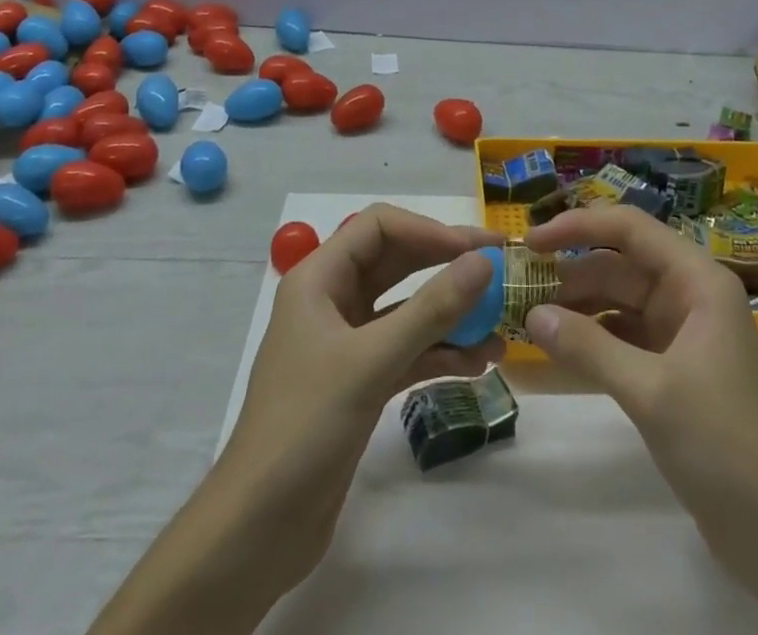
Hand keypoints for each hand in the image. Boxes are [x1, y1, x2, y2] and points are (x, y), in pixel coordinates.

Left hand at [218, 205, 505, 582]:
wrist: (257, 531)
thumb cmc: (305, 427)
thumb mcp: (371, 362)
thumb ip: (431, 310)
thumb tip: (483, 262)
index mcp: (319, 279)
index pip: (379, 227)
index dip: (429, 230)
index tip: (476, 250)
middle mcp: (332, 300)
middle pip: (397, 262)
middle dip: (447, 264)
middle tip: (501, 269)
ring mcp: (345, 343)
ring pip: (406, 309)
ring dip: (451, 314)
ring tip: (499, 326)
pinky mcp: (358, 382)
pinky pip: (406, 350)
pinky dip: (440, 352)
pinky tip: (478, 364)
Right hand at [523, 205, 757, 549]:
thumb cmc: (723, 445)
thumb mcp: (650, 392)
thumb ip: (588, 348)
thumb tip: (532, 315)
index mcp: (697, 280)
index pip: (629, 228)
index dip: (578, 226)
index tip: (531, 240)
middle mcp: (690, 294)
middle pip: (620, 264)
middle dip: (571, 272)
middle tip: (520, 289)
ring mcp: (683, 331)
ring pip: (619, 299)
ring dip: (578, 306)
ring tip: (531, 318)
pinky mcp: (675, 367)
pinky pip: (625, 334)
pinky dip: (594, 337)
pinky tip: (562, 348)